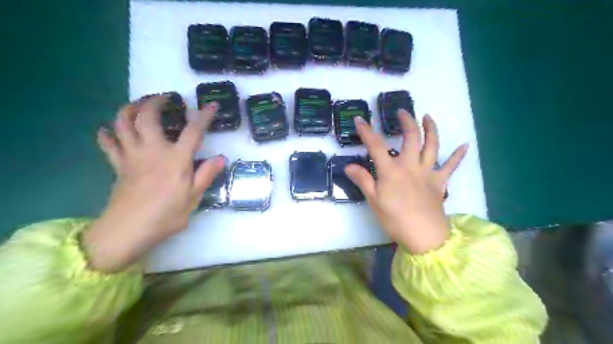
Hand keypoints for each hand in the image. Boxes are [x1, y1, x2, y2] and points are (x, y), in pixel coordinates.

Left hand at [83, 95, 223, 270]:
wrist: (128, 231)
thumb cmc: (166, 215)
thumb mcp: (193, 198)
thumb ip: (206, 175)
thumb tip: (221, 158)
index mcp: (175, 160)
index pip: (193, 132)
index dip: (204, 116)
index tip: (211, 105)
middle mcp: (152, 151)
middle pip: (148, 117)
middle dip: (155, 102)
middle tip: (165, 97)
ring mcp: (132, 156)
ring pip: (123, 124)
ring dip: (129, 108)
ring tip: (139, 104)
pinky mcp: (118, 165)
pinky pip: (108, 144)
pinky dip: (107, 133)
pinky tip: (110, 129)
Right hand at [344, 112, 469, 252]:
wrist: (424, 236)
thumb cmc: (395, 219)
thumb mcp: (374, 201)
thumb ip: (363, 180)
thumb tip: (349, 166)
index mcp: (391, 171)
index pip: (376, 146)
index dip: (366, 131)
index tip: (360, 119)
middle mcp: (411, 166)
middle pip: (410, 137)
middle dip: (406, 121)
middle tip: (402, 112)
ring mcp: (428, 172)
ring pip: (432, 145)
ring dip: (431, 129)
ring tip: (428, 117)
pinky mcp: (440, 182)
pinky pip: (451, 166)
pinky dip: (458, 156)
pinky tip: (465, 145)